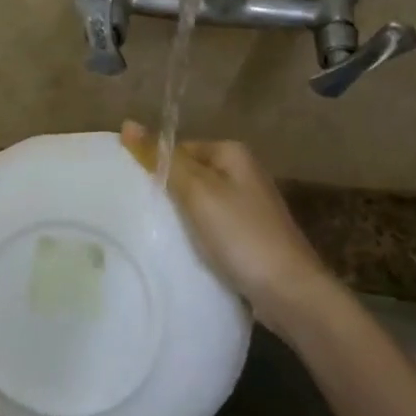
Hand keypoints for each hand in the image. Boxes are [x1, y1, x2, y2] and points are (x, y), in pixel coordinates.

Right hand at [120, 120, 346, 337]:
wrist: (289, 292)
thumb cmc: (241, 235)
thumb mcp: (198, 193)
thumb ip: (163, 160)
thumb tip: (127, 123)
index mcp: (233, 154)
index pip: (180, 149)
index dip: (156, 168)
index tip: (133, 191)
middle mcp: (244, 173)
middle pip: (191, 175)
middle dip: (168, 194)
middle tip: (141, 215)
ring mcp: (249, 206)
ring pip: (201, 204)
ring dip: (181, 218)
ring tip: (155, 234)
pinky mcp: (249, 236)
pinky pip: (212, 227)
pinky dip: (197, 236)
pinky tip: (184, 251)